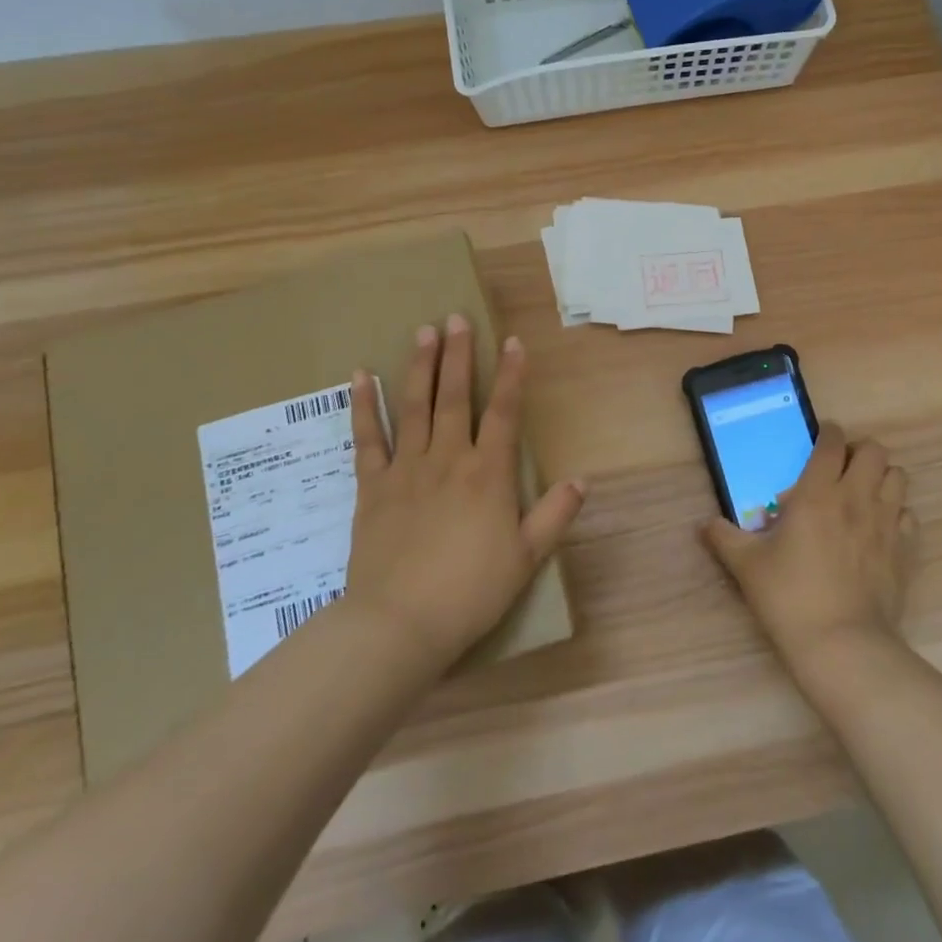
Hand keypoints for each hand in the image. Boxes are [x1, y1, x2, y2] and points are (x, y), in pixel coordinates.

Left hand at [341, 315, 583, 671]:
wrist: (399, 624)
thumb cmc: (470, 592)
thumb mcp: (526, 558)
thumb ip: (555, 515)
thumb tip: (583, 479)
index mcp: (489, 474)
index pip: (505, 413)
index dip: (512, 375)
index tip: (513, 341)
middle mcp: (449, 459)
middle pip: (455, 397)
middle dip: (459, 355)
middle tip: (456, 318)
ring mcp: (406, 469)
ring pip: (414, 406)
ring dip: (419, 366)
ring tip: (423, 331)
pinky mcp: (372, 487)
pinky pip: (367, 439)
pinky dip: (363, 406)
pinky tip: (359, 377)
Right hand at [701, 422, 916, 665]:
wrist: (842, 645)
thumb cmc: (789, 597)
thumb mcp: (747, 566)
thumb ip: (724, 538)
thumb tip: (704, 524)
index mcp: (818, 493)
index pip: (831, 443)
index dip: (828, 432)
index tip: (821, 437)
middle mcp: (856, 498)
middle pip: (874, 450)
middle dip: (858, 450)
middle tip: (841, 468)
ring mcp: (886, 523)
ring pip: (898, 476)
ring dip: (881, 476)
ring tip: (863, 493)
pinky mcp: (904, 550)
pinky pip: (908, 515)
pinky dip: (897, 513)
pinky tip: (879, 529)